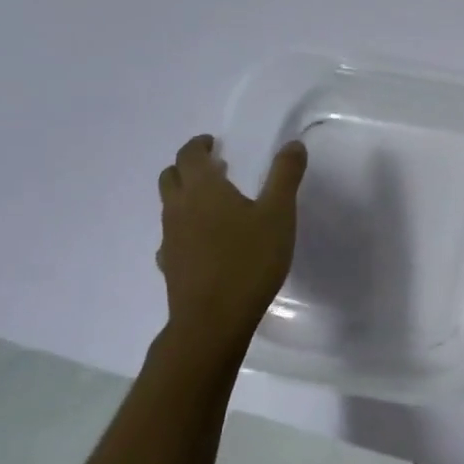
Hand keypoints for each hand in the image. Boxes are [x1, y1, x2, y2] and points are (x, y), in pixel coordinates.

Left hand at [157, 135, 306, 352]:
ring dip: (187, 196)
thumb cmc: (249, 260)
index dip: (200, 145)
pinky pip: (173, 236)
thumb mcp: (279, 214)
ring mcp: (170, 239)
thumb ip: (285, 176)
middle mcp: (179, 209)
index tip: (213, 143)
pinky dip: (186, 228)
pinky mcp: (170, 266)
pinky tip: (205, 242)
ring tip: (216, 203)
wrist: (212, 321)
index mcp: (203, 189)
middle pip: (171, 177)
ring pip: (170, 206)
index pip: (190, 155)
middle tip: (215, 167)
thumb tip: (293, 145)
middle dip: (189, 167)